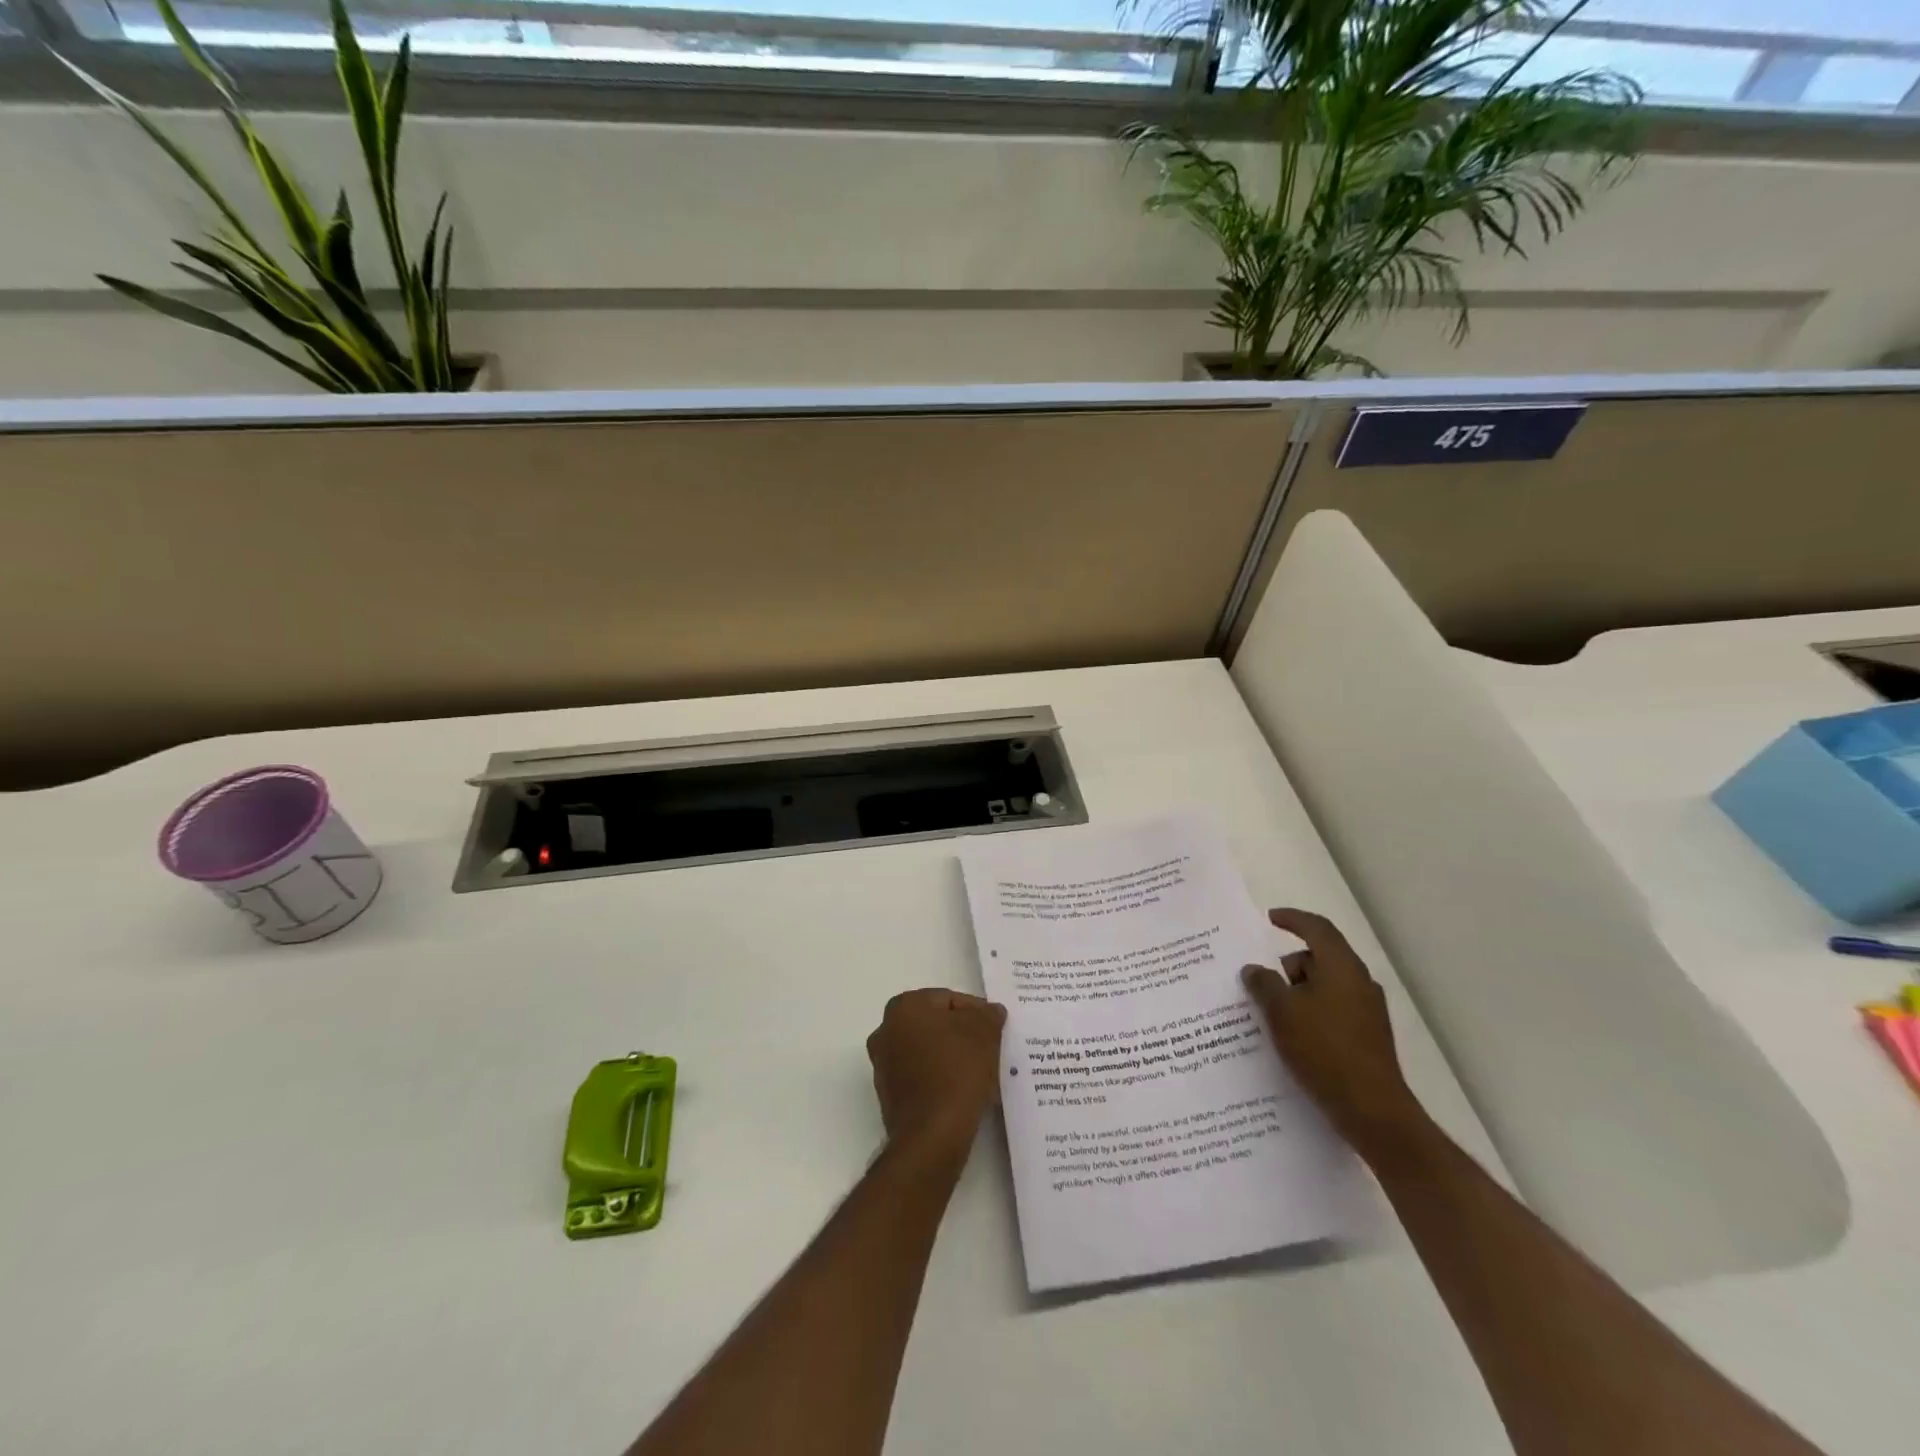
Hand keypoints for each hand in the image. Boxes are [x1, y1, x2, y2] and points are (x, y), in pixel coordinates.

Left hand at [866, 989, 1007, 1154]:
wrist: (932, 1135)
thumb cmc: (956, 1071)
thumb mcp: (983, 1032)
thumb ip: (988, 1014)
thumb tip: (990, 1011)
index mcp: (903, 1007)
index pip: (947, 999)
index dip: (976, 1012)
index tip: (994, 1028)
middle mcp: (885, 1031)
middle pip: (935, 1025)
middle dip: (962, 1034)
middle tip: (989, 1048)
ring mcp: (884, 1065)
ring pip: (928, 1051)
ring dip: (953, 1057)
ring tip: (981, 1072)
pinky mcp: (889, 1096)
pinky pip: (922, 1077)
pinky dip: (941, 1079)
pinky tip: (964, 1092)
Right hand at [1242, 909, 1421, 1150]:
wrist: (1372, 1111)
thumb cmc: (1323, 1050)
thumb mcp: (1281, 1012)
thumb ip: (1263, 984)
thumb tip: (1255, 969)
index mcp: (1342, 967)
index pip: (1317, 929)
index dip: (1293, 919)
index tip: (1270, 918)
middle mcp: (1359, 983)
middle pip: (1319, 958)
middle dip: (1288, 966)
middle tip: (1261, 983)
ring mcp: (1367, 1011)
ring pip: (1325, 987)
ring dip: (1298, 993)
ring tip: (1271, 1015)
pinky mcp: (1367, 1037)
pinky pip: (1332, 1011)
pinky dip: (1310, 1014)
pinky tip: (1292, 1037)